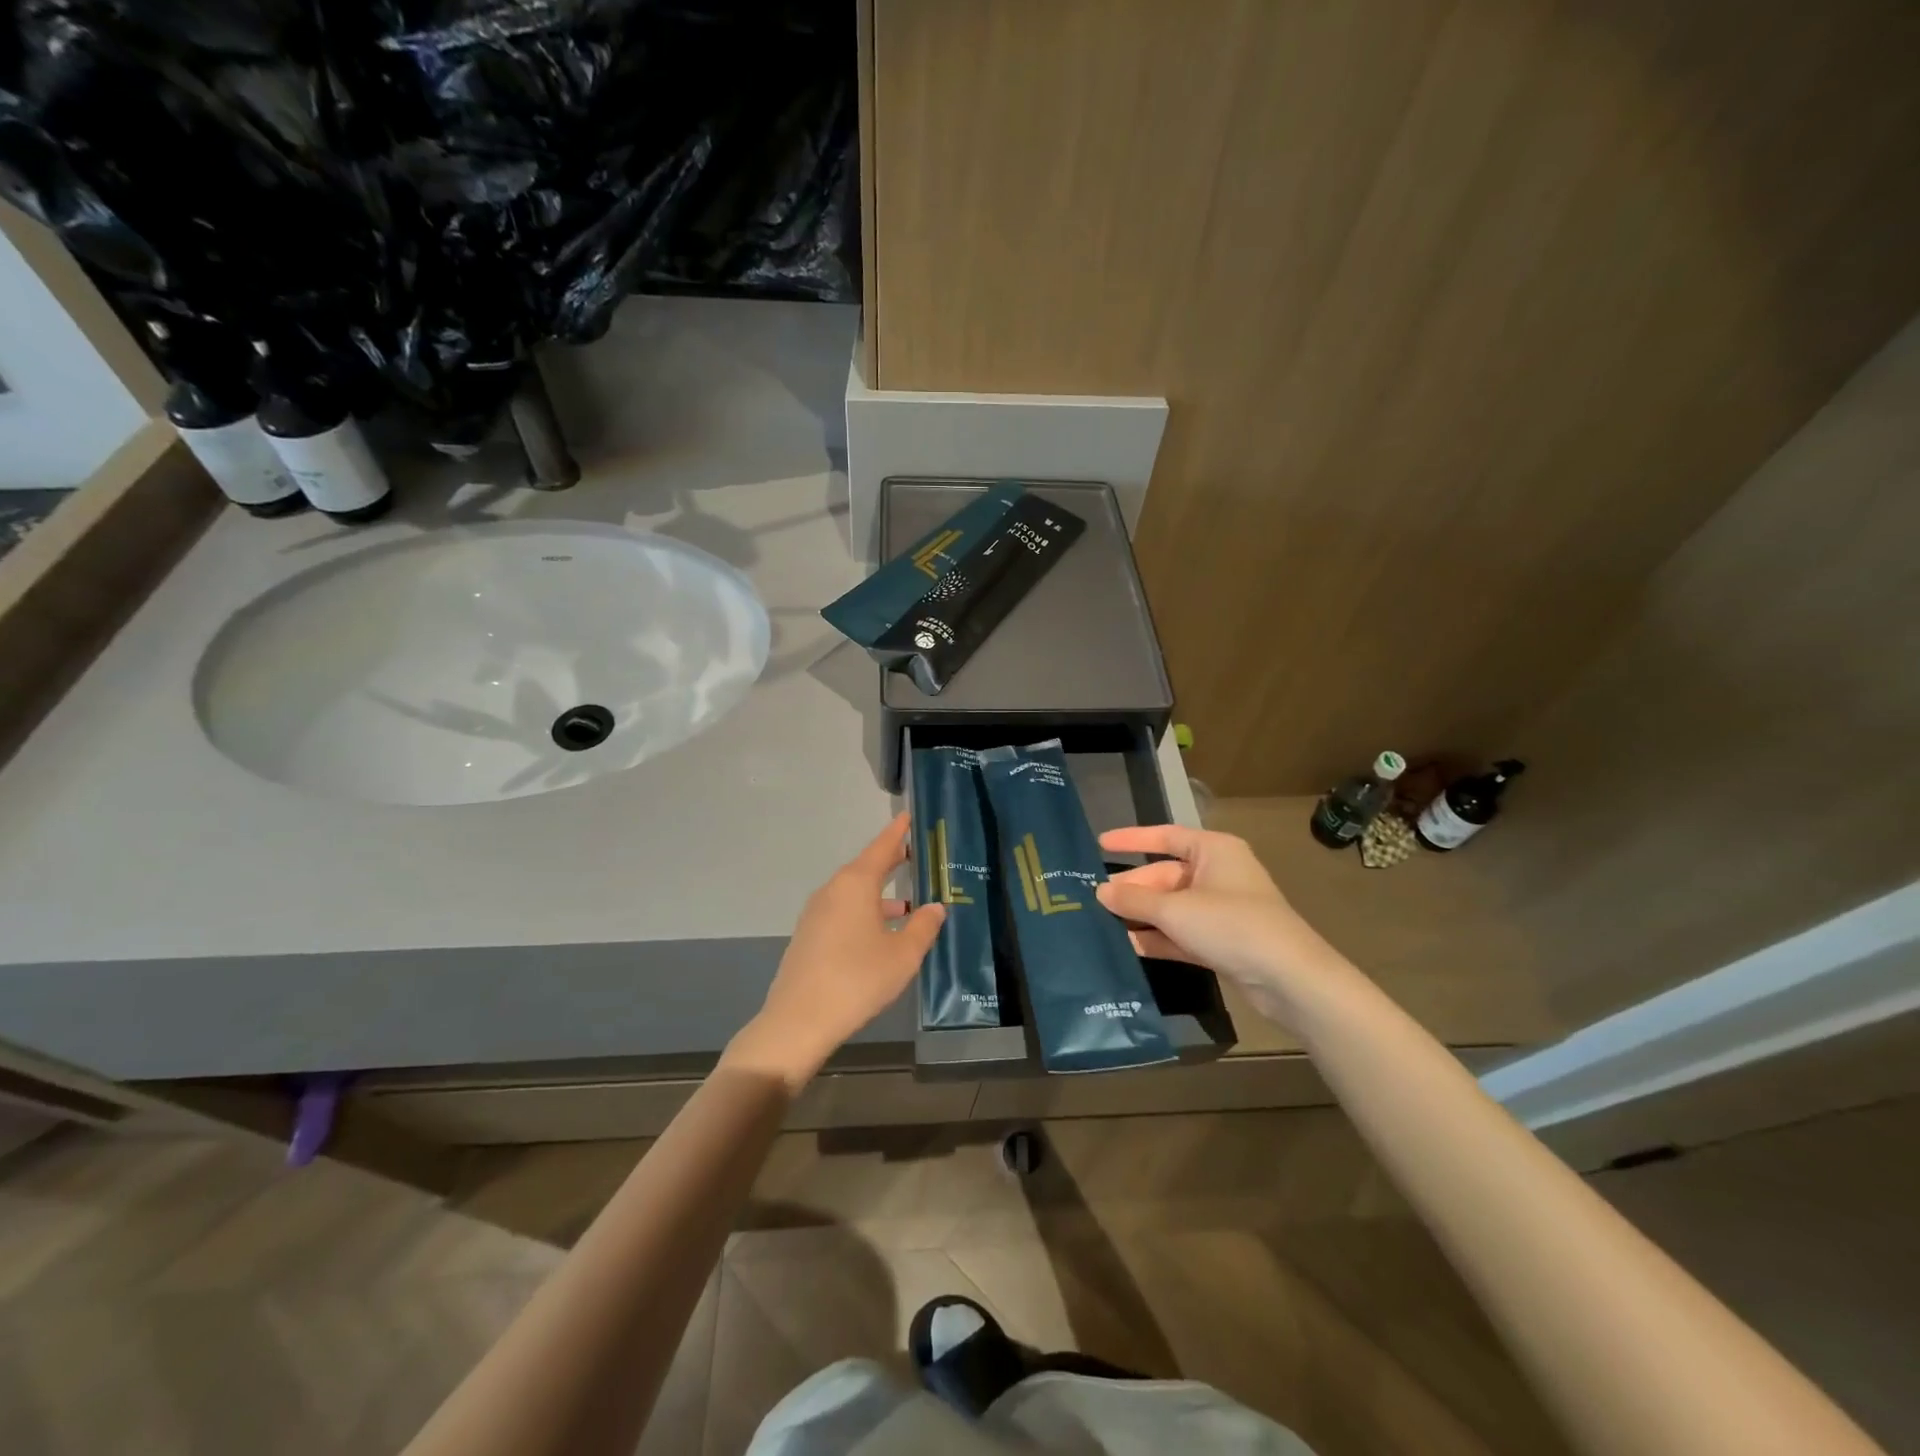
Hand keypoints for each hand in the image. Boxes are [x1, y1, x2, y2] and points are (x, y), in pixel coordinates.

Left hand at [725, 813, 944, 1092]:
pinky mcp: (809, 936)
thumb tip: (934, 908)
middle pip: (866, 868)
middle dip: (890, 863)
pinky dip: (864, 913)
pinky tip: (880, 935)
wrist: (799, 1020)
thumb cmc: (858, 979)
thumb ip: (923, 927)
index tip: (908, 815)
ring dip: (879, 896)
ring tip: (907, 906)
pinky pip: (843, 913)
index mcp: (855, 884)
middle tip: (914, 855)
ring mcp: (816, 914)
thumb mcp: (903, 955)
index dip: (897, 832)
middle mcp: (833, 891)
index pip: (881, 847)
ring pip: (854, 894)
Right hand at [1095, 825, 1347, 1016]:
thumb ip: (1135, 900)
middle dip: (1133, 889)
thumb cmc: (1231, 925)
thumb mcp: (1175, 910)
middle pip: (1165, 876)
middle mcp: (1218, 874)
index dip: (1132, 840)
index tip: (1100, 844)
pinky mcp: (1222, 942)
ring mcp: (1221, 910)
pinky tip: (1129, 947)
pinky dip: (1159, 938)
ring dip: (1142, 916)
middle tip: (1094, 900)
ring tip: (1102, 923)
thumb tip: (1101, 892)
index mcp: (1214, 850)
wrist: (1288, 978)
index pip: (1165, 837)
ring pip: (1172, 907)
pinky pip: (1182, 933)